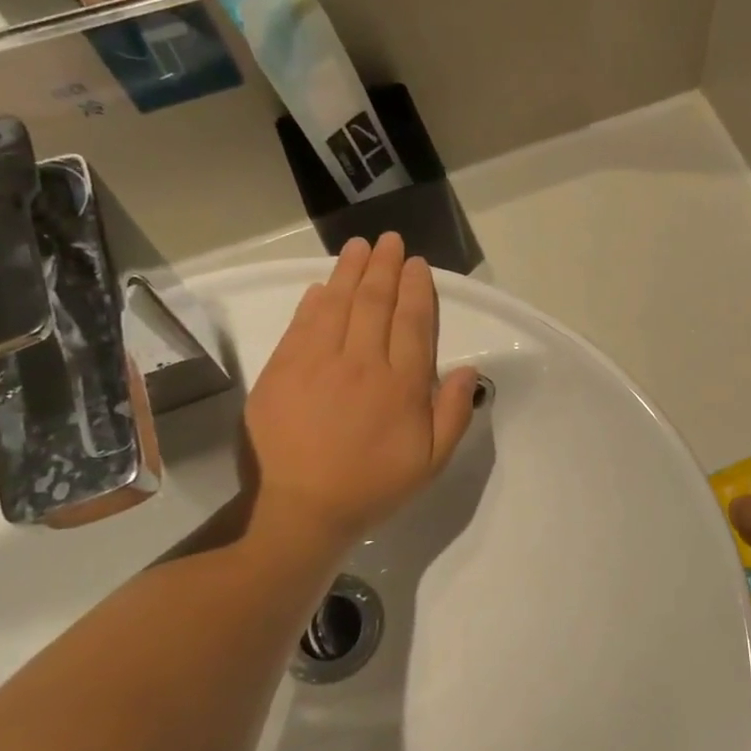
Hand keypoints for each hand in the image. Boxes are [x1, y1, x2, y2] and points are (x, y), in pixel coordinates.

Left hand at [243, 234, 477, 548]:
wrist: (300, 509)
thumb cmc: (372, 486)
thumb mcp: (430, 462)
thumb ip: (452, 414)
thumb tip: (468, 370)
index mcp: (401, 385)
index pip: (413, 323)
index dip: (416, 289)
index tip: (417, 264)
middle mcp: (362, 363)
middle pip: (375, 303)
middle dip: (384, 267)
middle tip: (389, 241)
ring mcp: (317, 363)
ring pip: (337, 305)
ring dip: (350, 271)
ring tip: (359, 246)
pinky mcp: (282, 371)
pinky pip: (302, 325)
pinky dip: (314, 301)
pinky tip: (322, 286)